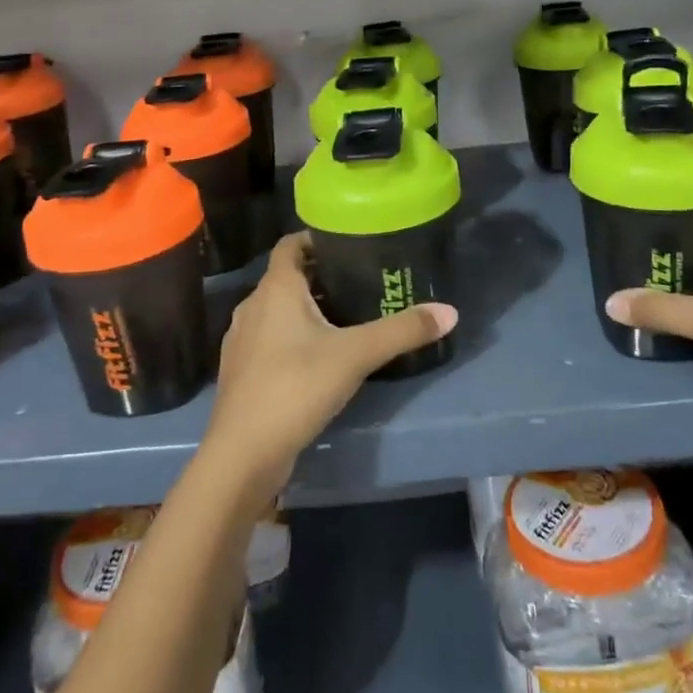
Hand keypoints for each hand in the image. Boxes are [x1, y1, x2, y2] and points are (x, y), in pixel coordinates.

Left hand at [203, 233, 457, 500]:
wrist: (242, 455)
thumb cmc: (295, 388)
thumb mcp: (356, 355)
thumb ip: (402, 331)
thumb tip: (450, 311)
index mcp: (275, 289)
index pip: (290, 244)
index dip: (316, 238)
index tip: (349, 242)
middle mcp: (253, 306)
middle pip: (287, 277)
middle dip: (321, 276)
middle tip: (361, 280)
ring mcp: (242, 340)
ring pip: (278, 310)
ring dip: (307, 309)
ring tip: (346, 317)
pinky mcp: (243, 371)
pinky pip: (271, 339)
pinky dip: (293, 337)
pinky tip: (320, 357)